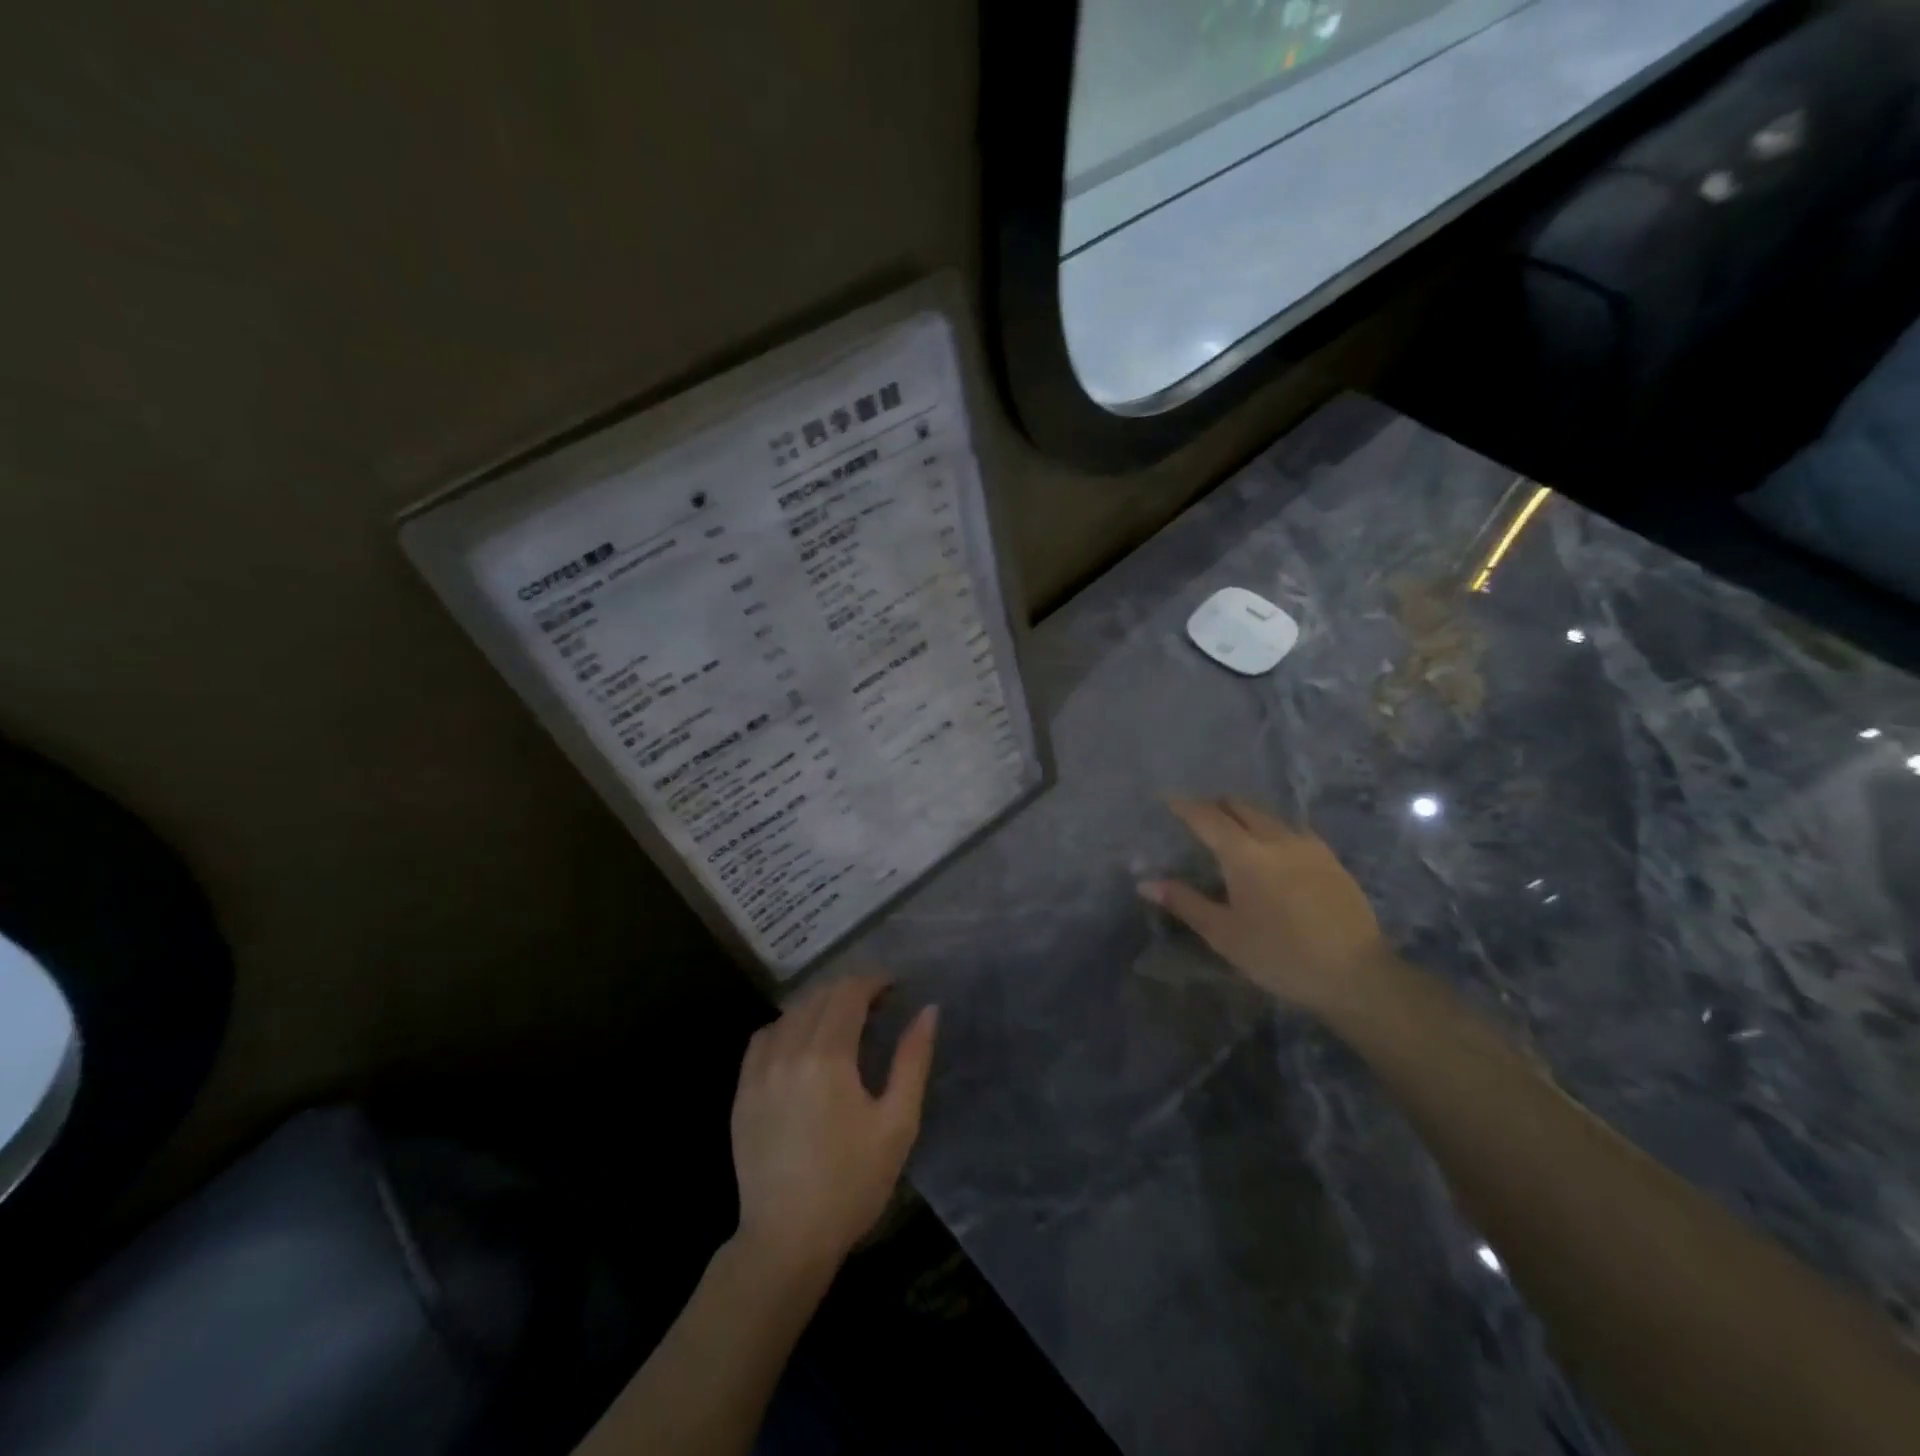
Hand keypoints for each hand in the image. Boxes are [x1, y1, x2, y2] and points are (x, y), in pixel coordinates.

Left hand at [730, 974, 937, 1280]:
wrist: (787, 1239)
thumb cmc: (852, 1183)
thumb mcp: (897, 1122)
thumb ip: (912, 1059)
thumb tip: (928, 1010)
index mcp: (827, 1056)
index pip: (848, 994)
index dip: (872, 981)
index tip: (893, 986)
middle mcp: (788, 1051)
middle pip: (818, 997)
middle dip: (849, 990)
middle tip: (875, 1004)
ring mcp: (759, 1071)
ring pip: (790, 1013)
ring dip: (818, 1005)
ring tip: (841, 1020)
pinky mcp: (742, 1092)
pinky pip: (763, 1038)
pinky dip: (786, 1026)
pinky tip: (800, 1042)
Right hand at [1140, 797, 1388, 1018]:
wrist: (1356, 975)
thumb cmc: (1280, 955)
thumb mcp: (1224, 934)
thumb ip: (1185, 902)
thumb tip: (1146, 883)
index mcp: (1244, 853)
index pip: (1207, 817)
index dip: (1185, 806)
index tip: (1168, 800)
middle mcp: (1276, 838)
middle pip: (1241, 806)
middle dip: (1217, 806)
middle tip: (1199, 818)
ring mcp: (1308, 845)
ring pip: (1269, 816)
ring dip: (1246, 816)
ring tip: (1233, 833)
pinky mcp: (1331, 859)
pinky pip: (1292, 831)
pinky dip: (1272, 830)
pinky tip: (1273, 852)